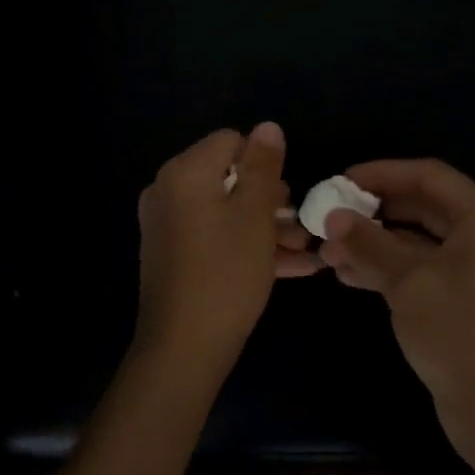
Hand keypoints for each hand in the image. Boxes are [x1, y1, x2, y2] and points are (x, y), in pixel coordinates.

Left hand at [135, 122, 319, 368]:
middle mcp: (168, 192)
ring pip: (226, 213)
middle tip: (302, 223)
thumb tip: (268, 126)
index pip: (230, 142)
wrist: (184, 347)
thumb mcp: (255, 215)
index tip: (289, 193)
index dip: (265, 162)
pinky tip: (293, 267)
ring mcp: (168, 227)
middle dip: (271, 199)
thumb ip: (263, 166)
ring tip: (307, 249)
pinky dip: (247, 246)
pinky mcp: (173, 257)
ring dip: (267, 227)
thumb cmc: (226, 273)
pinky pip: (216, 239)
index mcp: (184, 173)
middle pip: (228, 178)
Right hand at [319, 159, 474, 465]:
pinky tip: (346, 275)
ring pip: (414, 241)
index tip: (338, 180)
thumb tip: (332, 216)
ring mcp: (472, 270)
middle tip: (327, 216)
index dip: (381, 173)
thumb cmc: (461, 333)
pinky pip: (417, 270)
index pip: (428, 175)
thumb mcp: (410, 282)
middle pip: (420, 206)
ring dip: (371, 243)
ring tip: (326, 252)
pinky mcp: (459, 299)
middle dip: (372, 212)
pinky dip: (384, 268)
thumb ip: (369, 243)